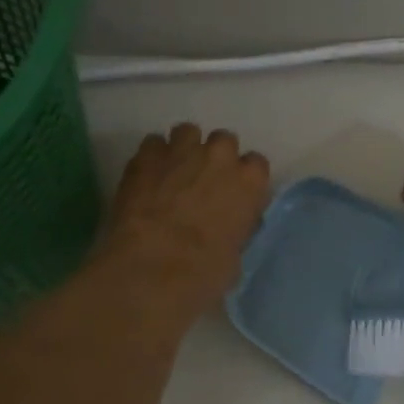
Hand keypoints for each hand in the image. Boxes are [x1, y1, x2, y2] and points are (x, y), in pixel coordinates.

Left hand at [101, 124, 270, 314]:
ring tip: (172, 172)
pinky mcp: (147, 155)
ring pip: (188, 132)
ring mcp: (182, 151)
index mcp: (250, 181)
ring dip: (184, 149)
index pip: (256, 164)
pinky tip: (146, 177)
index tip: (234, 193)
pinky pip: (153, 143)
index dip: (243, 178)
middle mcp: (220, 156)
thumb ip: (236, 229)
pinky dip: (152, 157)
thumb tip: (228, 229)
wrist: (153, 266)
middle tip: (202, 181)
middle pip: (224, 141)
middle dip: (215, 157)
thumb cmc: (204, 271)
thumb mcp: (235, 255)